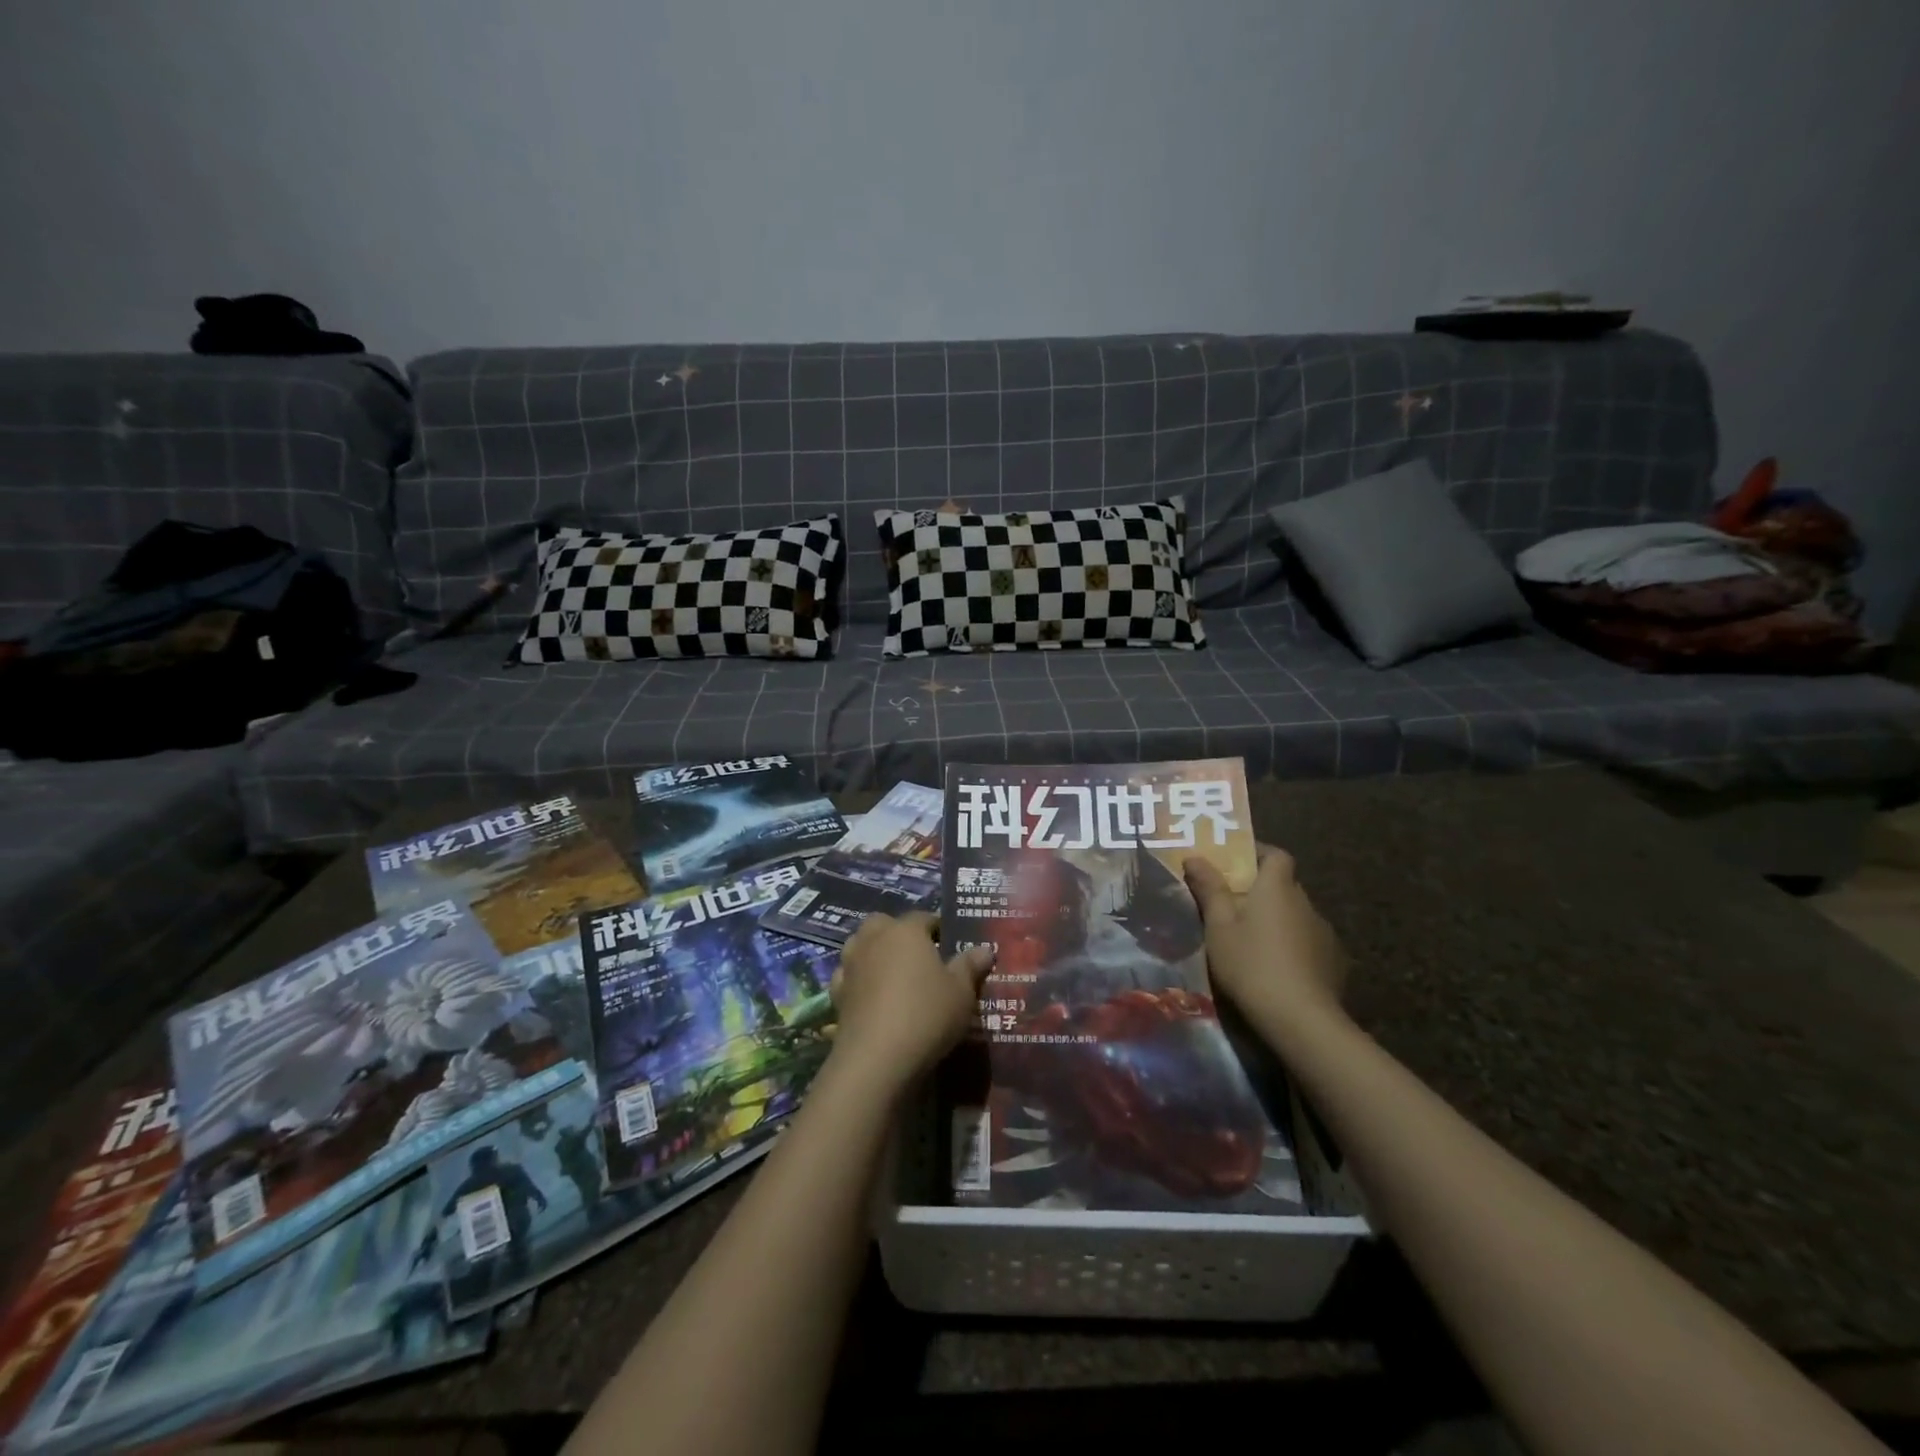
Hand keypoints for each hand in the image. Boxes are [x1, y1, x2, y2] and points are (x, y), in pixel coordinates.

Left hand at [828, 912, 993, 1091]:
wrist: (877, 1058)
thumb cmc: (926, 1014)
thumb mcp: (961, 992)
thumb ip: (970, 966)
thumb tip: (985, 949)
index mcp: (906, 931)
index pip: (923, 917)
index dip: (937, 927)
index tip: (949, 942)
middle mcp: (874, 939)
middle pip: (883, 924)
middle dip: (898, 933)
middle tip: (918, 956)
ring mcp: (851, 965)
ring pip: (860, 946)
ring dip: (874, 953)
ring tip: (894, 975)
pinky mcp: (837, 994)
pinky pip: (849, 977)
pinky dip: (858, 981)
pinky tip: (871, 997)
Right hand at [1185, 844, 1346, 1035]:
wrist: (1301, 1019)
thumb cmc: (1251, 964)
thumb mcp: (1219, 927)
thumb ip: (1209, 889)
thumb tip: (1194, 856)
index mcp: (1277, 888)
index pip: (1276, 855)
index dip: (1257, 854)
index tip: (1235, 864)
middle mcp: (1305, 903)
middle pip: (1285, 885)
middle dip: (1262, 890)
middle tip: (1234, 905)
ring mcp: (1324, 933)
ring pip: (1297, 915)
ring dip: (1278, 920)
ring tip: (1253, 941)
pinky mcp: (1334, 962)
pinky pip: (1309, 942)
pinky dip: (1293, 945)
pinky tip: (1278, 967)